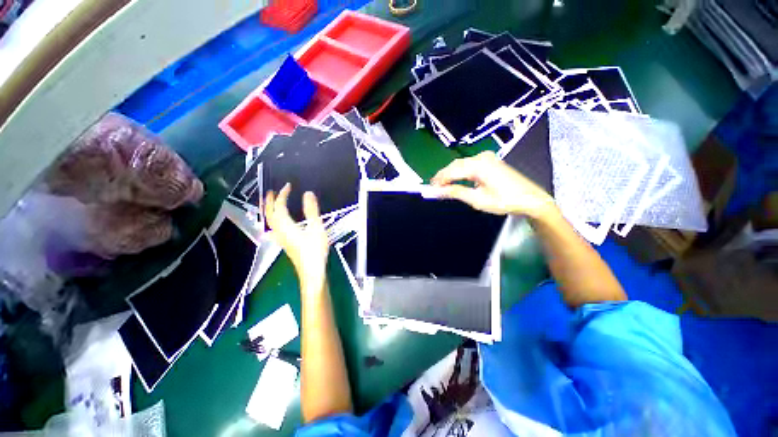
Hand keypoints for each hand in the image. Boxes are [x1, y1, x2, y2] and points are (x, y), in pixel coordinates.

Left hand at [264, 184, 328, 289]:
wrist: (311, 270)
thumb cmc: (315, 249)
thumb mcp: (316, 228)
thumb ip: (312, 210)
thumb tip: (308, 193)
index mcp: (286, 225)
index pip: (280, 206)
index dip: (282, 194)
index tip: (288, 186)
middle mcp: (280, 231)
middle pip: (269, 214)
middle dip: (269, 201)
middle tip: (270, 191)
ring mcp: (281, 238)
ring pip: (269, 221)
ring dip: (268, 210)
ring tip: (270, 203)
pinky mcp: (284, 243)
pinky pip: (274, 227)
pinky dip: (273, 219)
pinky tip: (277, 222)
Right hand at [430, 151, 556, 218]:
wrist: (530, 199)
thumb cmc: (504, 201)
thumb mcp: (477, 199)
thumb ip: (455, 192)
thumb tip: (437, 191)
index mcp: (478, 165)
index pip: (451, 171)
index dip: (439, 180)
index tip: (430, 189)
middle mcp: (481, 157)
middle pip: (455, 165)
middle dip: (443, 176)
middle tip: (434, 189)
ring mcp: (487, 157)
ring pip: (461, 164)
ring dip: (450, 174)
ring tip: (442, 186)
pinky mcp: (490, 161)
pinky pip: (469, 165)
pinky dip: (459, 173)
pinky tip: (455, 180)